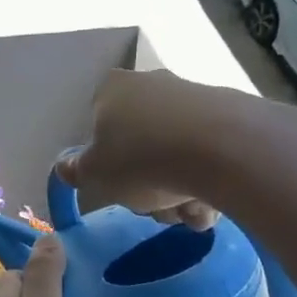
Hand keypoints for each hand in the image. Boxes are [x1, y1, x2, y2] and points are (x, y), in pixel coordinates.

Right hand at [54, 69, 218, 228]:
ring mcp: (193, 96)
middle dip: (147, 184)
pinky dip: (207, 182)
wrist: (223, 150)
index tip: (117, 185)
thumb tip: (65, 167)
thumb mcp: (94, 174)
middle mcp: (151, 83)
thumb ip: (76, 171)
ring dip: (178, 192)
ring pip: (175, 154)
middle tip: (154, 207)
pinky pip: (208, 155)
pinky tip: (212, 205)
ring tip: (188, 213)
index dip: (105, 159)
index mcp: (113, 89)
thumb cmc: (142, 159)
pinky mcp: (230, 113)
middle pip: (140, 143)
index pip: (98, 123)